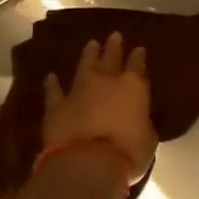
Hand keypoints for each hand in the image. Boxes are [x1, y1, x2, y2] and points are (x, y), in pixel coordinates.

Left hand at [42, 33, 156, 186]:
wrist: (87, 163)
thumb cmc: (128, 151)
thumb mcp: (148, 137)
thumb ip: (142, 124)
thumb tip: (139, 122)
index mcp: (134, 86)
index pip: (138, 65)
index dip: (138, 57)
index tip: (139, 49)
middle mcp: (106, 81)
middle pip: (111, 58)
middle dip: (113, 47)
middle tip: (114, 35)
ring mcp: (79, 91)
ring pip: (84, 66)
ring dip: (88, 55)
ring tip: (91, 44)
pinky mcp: (57, 107)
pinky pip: (54, 92)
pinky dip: (52, 84)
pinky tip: (51, 76)